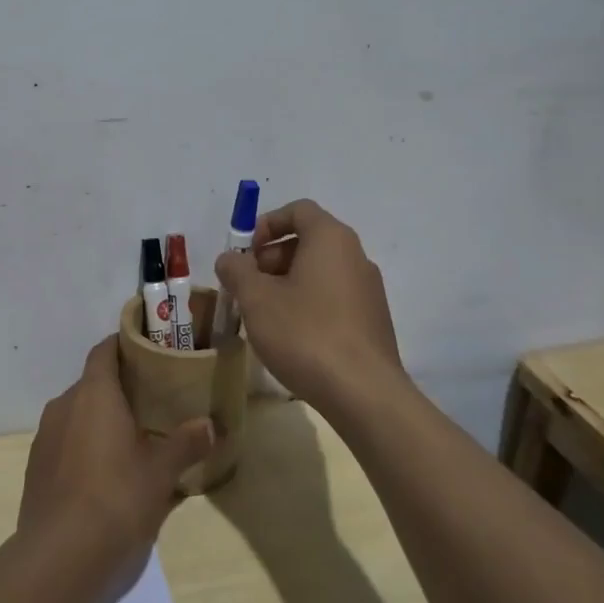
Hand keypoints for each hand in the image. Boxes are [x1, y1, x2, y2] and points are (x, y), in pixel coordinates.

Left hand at [18, 336, 213, 563]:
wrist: (59, 555)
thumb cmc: (116, 497)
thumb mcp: (161, 471)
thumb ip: (185, 443)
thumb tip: (210, 425)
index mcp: (94, 393)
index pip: (104, 351)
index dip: (123, 345)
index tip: (146, 349)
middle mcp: (64, 405)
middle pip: (92, 383)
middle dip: (118, 388)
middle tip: (150, 399)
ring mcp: (45, 437)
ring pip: (77, 414)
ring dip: (100, 419)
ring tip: (131, 437)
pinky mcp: (36, 467)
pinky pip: (65, 442)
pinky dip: (84, 445)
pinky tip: (104, 472)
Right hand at [214, 198, 405, 411]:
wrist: (363, 392)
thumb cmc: (305, 334)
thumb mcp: (256, 299)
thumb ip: (237, 271)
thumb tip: (230, 259)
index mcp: (331, 238)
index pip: (298, 210)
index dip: (266, 224)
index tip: (246, 253)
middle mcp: (355, 256)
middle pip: (308, 240)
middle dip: (272, 258)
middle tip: (248, 288)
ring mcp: (369, 289)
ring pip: (320, 272)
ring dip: (287, 284)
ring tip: (264, 316)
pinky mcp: (372, 320)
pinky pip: (334, 297)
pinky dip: (309, 304)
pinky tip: (292, 337)